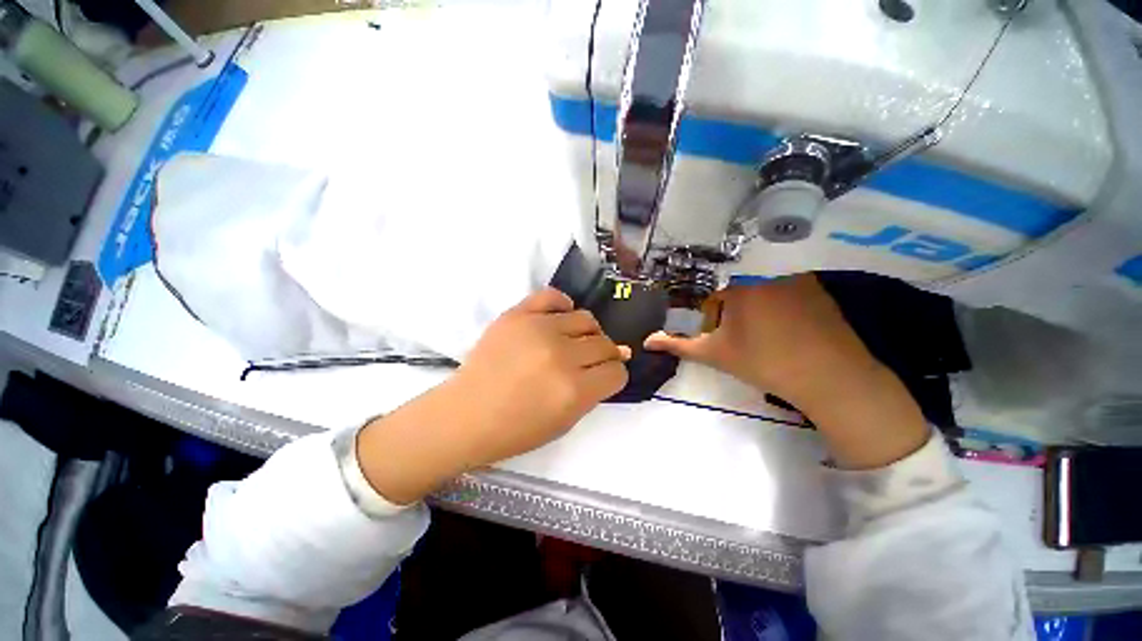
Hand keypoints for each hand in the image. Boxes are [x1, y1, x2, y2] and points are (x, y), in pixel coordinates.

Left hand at [357, 288, 629, 503]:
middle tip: (588, 362)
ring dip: (587, 333)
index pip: (616, 371)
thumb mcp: (565, 422)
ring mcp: (537, 329)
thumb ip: (593, 392)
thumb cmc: (514, 430)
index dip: (614, 376)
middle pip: (604, 344)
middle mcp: (560, 355)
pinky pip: (553, 296)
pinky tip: (559, 319)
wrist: (465, 415)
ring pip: (586, 318)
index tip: (604, 377)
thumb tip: (616, 360)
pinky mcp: (517, 314)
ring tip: (573, 342)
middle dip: (604, 356)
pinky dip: (562, 306)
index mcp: (573, 390)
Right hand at [646, 274, 928, 468]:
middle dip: (733, 311)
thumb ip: (678, 345)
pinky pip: (787, 289)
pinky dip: (781, 303)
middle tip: (742, 337)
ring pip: (761, 287)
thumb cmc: (763, 363)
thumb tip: (647, 341)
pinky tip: (790, 328)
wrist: (828, 376)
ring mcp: (794, 278)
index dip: (711, 314)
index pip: (711, 293)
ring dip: (757, 306)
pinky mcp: (817, 287)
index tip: (718, 333)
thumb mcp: (714, 354)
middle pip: (736, 288)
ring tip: (768, 334)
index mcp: (737, 287)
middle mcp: (764, 274)